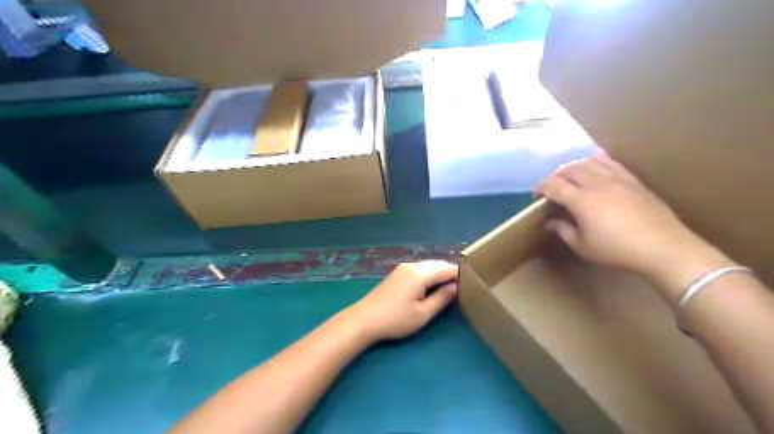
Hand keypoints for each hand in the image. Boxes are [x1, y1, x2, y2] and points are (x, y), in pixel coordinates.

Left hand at [345, 259, 457, 343]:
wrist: (364, 319)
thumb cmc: (396, 319)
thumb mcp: (423, 313)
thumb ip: (442, 298)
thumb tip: (455, 287)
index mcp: (420, 273)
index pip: (447, 268)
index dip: (460, 275)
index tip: (473, 284)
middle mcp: (412, 265)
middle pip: (437, 264)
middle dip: (450, 273)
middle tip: (463, 287)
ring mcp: (403, 268)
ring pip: (428, 266)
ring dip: (440, 274)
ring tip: (450, 288)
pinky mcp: (397, 273)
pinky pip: (419, 270)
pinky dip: (429, 275)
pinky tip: (432, 287)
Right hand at [536, 153, 730, 290]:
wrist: (663, 247)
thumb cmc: (617, 250)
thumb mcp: (583, 246)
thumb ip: (563, 230)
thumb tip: (550, 222)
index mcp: (581, 199)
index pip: (553, 185)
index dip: (540, 188)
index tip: (536, 197)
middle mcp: (596, 183)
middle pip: (569, 169)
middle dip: (555, 176)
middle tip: (551, 188)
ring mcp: (617, 179)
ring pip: (589, 162)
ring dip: (574, 167)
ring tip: (569, 176)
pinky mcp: (632, 181)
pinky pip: (612, 163)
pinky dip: (600, 159)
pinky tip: (595, 157)